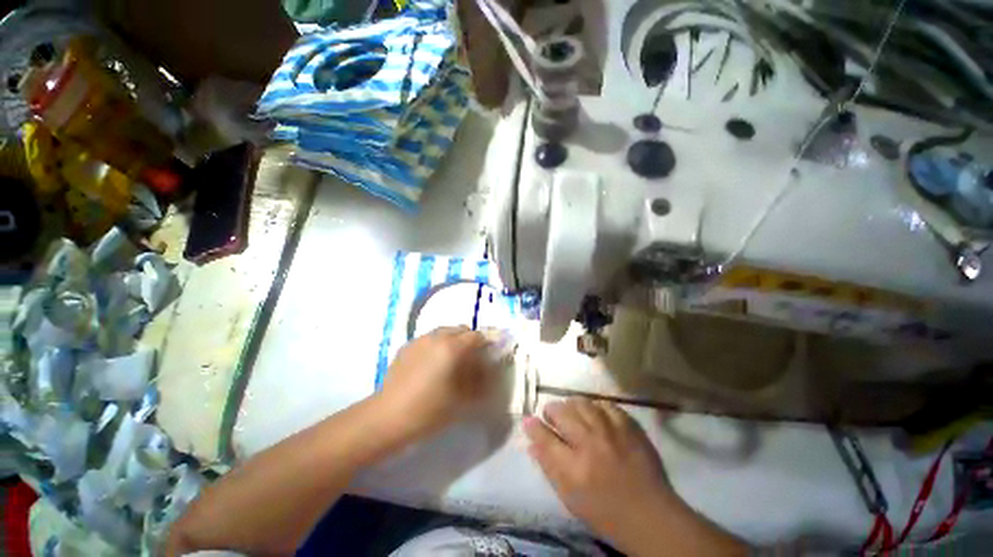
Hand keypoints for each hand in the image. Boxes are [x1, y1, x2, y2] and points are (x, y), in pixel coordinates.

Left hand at [378, 326, 492, 439]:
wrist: (387, 417)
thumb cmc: (429, 410)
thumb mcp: (461, 399)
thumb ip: (479, 381)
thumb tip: (488, 371)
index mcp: (451, 347)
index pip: (476, 336)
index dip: (485, 344)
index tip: (487, 356)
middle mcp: (436, 337)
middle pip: (460, 329)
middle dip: (469, 340)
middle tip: (470, 358)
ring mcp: (419, 340)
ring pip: (443, 331)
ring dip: (452, 340)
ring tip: (451, 360)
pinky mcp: (406, 346)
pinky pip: (428, 338)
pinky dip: (437, 344)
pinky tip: (432, 363)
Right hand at [523, 399, 677, 551]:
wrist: (651, 515)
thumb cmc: (605, 512)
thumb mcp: (569, 497)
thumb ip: (548, 466)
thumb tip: (532, 440)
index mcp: (574, 468)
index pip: (544, 437)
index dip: (533, 426)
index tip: (529, 420)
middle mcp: (591, 444)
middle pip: (561, 412)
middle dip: (551, 410)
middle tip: (552, 416)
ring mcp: (612, 432)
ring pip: (582, 402)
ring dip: (571, 406)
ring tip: (572, 413)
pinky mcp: (629, 426)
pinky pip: (605, 404)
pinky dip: (595, 406)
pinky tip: (595, 414)